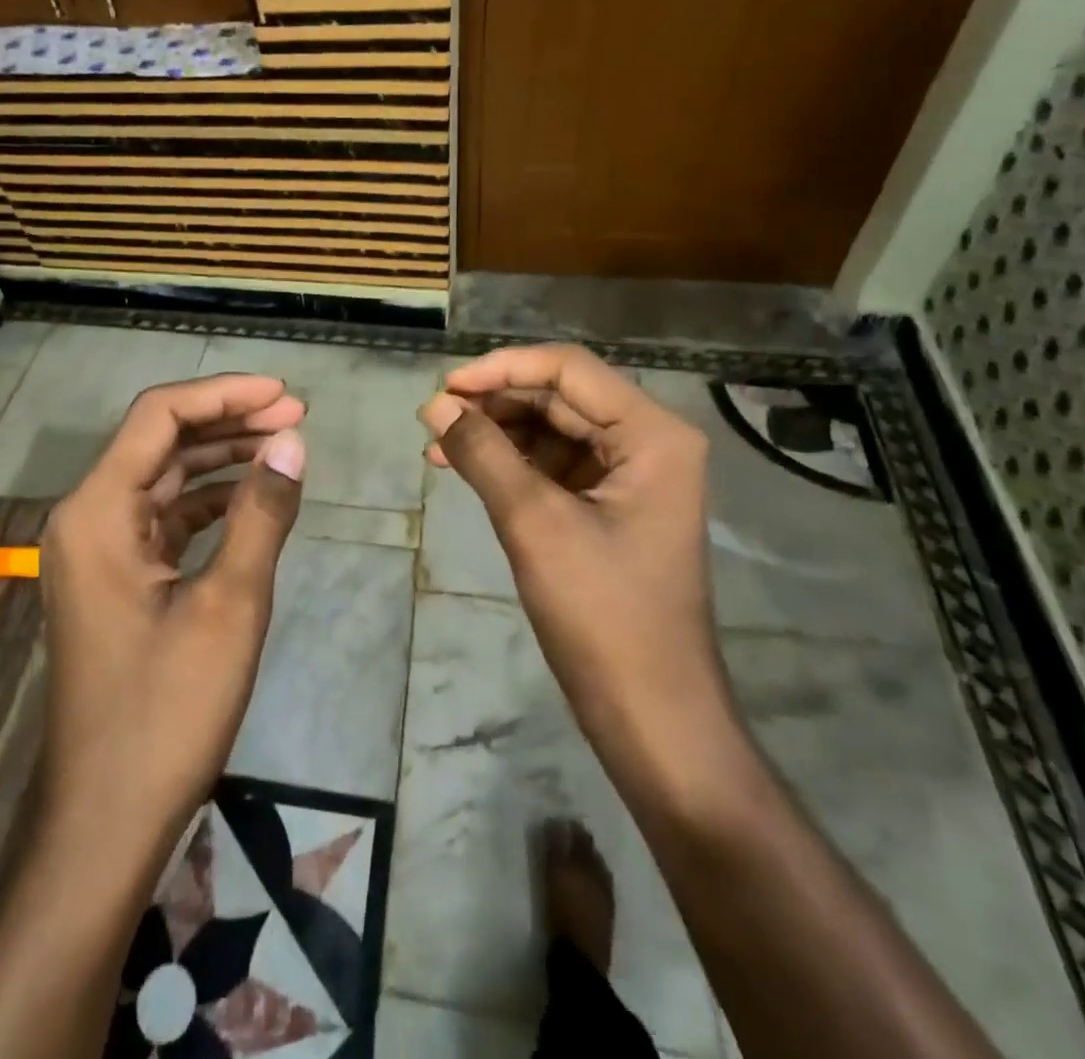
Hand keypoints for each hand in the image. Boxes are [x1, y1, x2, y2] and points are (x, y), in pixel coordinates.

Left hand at [38, 373, 305, 854]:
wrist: (106, 816)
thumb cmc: (166, 711)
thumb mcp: (230, 605)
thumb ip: (262, 514)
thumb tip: (293, 442)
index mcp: (98, 511)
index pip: (159, 417)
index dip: (224, 394)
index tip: (285, 395)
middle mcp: (88, 517)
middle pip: (160, 441)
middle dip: (229, 421)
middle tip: (296, 416)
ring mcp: (99, 550)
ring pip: (164, 478)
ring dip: (221, 457)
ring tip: (284, 445)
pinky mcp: (116, 579)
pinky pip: (165, 517)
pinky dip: (209, 500)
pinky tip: (253, 497)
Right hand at [420, 344, 725, 763]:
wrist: (651, 715)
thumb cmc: (602, 615)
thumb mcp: (534, 523)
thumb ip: (483, 454)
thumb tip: (435, 404)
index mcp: (652, 434)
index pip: (568, 370)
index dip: (502, 369)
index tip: (445, 388)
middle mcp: (647, 443)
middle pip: (560, 397)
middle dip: (494, 404)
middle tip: (433, 419)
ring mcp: (629, 477)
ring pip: (552, 430)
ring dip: (496, 434)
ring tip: (437, 448)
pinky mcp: (608, 507)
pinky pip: (553, 466)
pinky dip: (510, 464)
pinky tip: (464, 469)